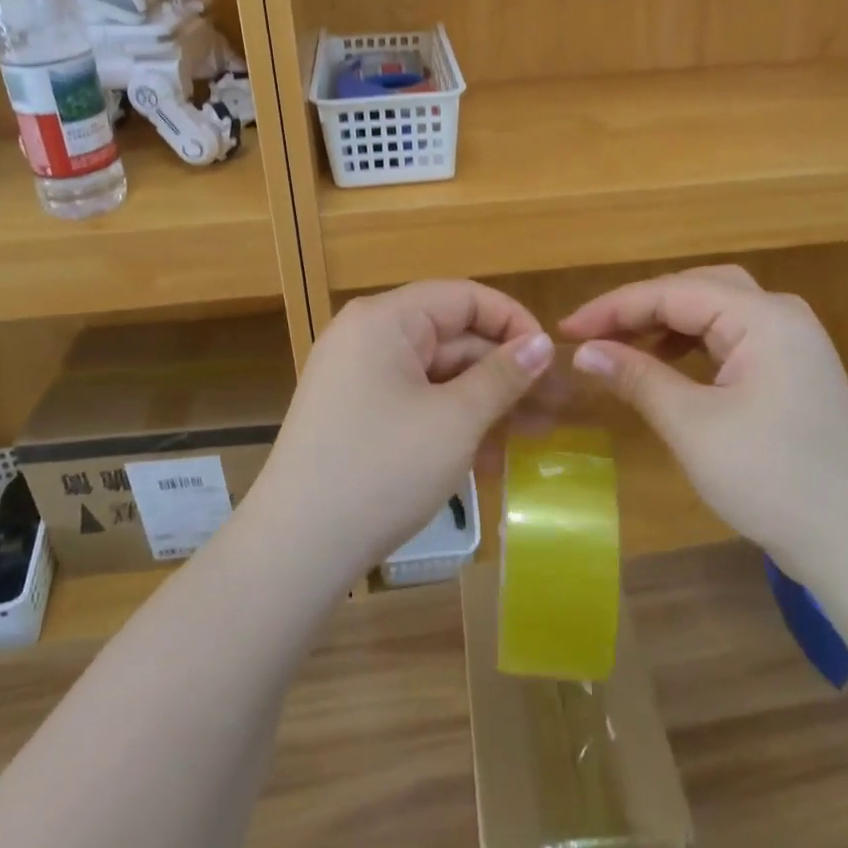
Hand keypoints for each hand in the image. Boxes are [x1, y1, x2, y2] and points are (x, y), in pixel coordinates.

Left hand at [250, 281, 553, 582]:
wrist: (295, 549)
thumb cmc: (381, 472)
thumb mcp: (454, 421)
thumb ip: (503, 376)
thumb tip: (543, 343)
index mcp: (385, 320)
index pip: (464, 298)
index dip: (513, 323)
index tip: (552, 362)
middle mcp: (367, 336)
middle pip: (452, 337)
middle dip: (504, 373)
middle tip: (553, 409)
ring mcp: (357, 376)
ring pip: (437, 374)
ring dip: (483, 402)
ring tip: (531, 438)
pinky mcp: (355, 413)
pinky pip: (414, 401)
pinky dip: (451, 421)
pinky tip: (488, 458)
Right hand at [560, 266, 847, 572]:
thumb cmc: (772, 480)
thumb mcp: (693, 426)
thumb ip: (637, 377)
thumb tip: (583, 352)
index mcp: (764, 317)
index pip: (673, 292)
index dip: (614, 308)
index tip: (566, 329)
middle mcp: (781, 316)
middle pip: (697, 288)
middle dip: (641, 307)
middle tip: (593, 333)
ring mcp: (792, 342)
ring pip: (715, 310)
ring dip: (665, 322)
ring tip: (622, 345)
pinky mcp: (791, 369)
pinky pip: (731, 337)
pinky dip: (692, 343)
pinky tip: (666, 363)